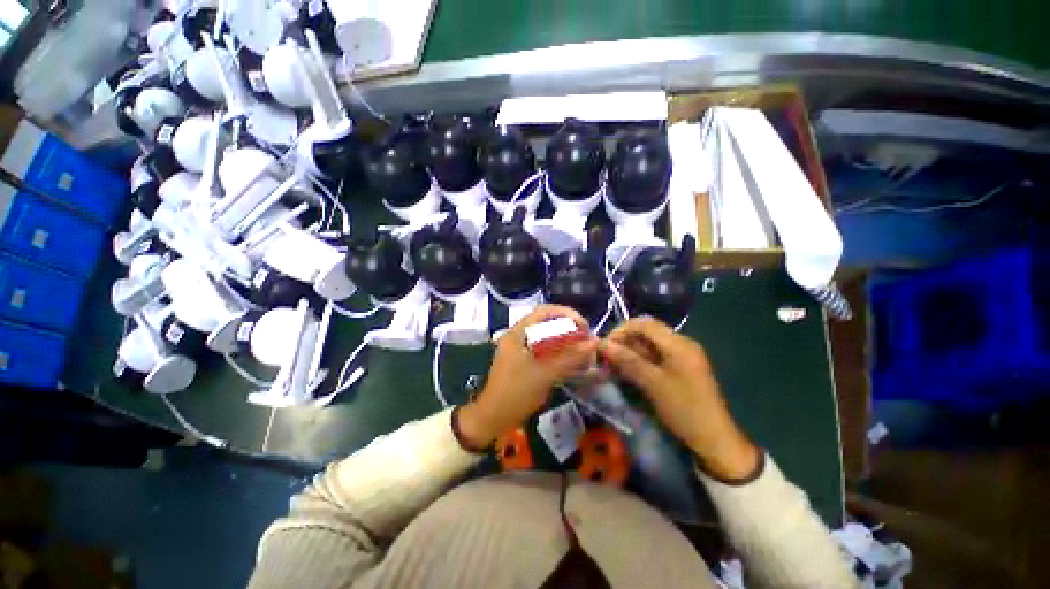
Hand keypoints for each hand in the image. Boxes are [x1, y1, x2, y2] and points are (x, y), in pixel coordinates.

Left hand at [457, 305, 597, 448]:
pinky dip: (558, 351)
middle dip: (568, 327)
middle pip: (546, 322)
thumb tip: (593, 343)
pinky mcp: (523, 360)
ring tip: (581, 346)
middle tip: (585, 336)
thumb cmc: (516, 393)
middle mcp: (518, 336)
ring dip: (564, 339)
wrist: (493, 418)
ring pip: (546, 336)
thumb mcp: (545, 374)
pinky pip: (544, 349)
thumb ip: (570, 357)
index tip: (584, 325)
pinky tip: (570, 358)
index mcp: (517, 333)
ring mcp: (519, 348)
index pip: (544, 311)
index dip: (567, 314)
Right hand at [598, 316, 759, 480]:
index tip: (604, 346)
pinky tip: (626, 374)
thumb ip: (627, 360)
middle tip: (605, 359)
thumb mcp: (653, 383)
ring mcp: (680, 357)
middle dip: (623, 343)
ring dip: (628, 354)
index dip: (621, 330)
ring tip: (612, 368)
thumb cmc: (684, 409)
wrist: (714, 441)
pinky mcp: (678, 370)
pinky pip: (653, 359)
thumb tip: (601, 343)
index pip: (643, 324)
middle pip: (645, 334)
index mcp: (678, 343)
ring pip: (647, 347)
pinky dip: (637, 363)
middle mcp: (680, 344)